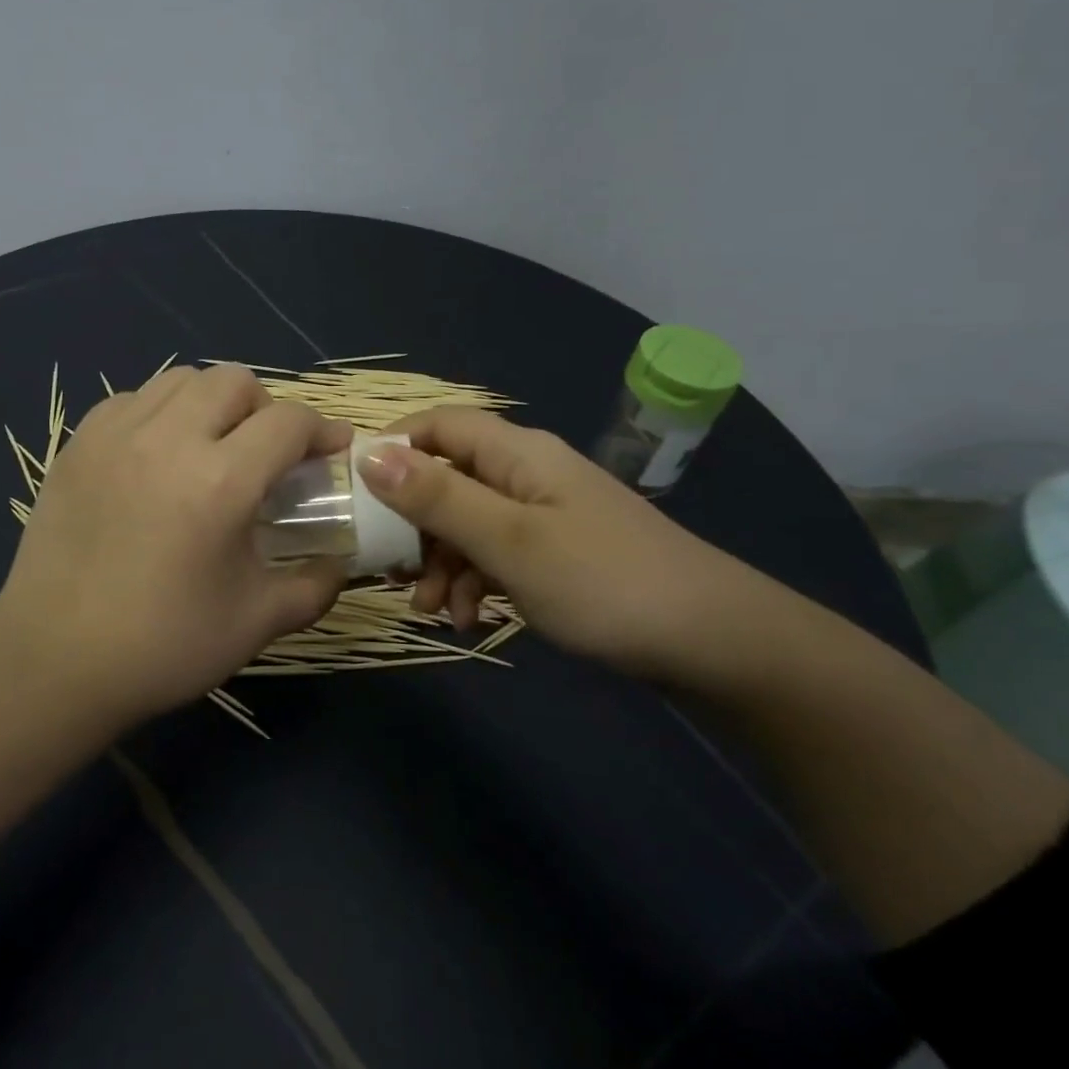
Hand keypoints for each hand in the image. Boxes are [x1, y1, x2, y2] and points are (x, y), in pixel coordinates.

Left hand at [0, 365, 352, 721]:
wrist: (55, 664)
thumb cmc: (164, 647)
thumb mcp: (258, 623)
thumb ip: (316, 585)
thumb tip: (342, 562)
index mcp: (221, 482)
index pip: (289, 421)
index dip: (322, 431)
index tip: (331, 452)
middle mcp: (168, 440)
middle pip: (235, 381)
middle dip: (267, 410)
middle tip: (267, 454)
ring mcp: (115, 436)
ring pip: (181, 380)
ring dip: (212, 403)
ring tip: (213, 447)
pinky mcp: (77, 446)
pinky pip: (132, 400)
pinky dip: (160, 413)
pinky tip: (159, 456)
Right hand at [356, 408, 766, 683]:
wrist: (712, 644)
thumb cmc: (603, 581)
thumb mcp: (509, 541)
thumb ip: (438, 498)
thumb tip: (370, 454)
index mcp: (518, 453)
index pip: (439, 425)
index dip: (394, 448)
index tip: (355, 494)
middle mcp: (527, 474)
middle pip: (448, 479)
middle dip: (414, 524)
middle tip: (390, 569)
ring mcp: (544, 515)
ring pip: (468, 524)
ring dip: (442, 563)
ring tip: (432, 612)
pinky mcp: (556, 554)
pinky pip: (497, 555)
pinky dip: (475, 583)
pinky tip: (471, 621)